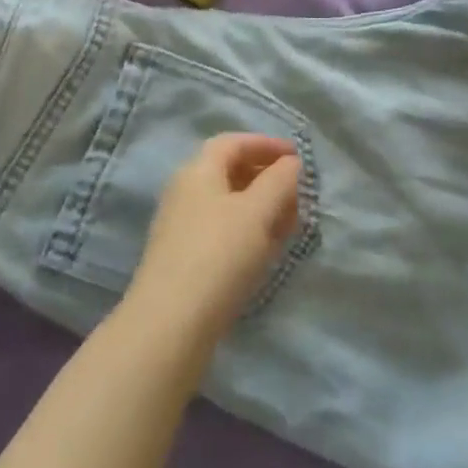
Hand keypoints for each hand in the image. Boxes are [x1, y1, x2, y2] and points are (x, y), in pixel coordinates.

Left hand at [125, 133, 301, 344]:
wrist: (169, 325)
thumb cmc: (218, 255)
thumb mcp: (257, 212)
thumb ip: (279, 181)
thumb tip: (293, 163)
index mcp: (198, 170)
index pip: (234, 142)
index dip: (267, 144)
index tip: (298, 158)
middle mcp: (185, 191)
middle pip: (230, 172)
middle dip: (267, 178)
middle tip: (298, 194)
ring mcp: (181, 226)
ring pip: (228, 204)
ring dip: (260, 207)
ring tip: (290, 224)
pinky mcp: (183, 259)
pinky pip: (222, 231)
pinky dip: (248, 231)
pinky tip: (266, 251)